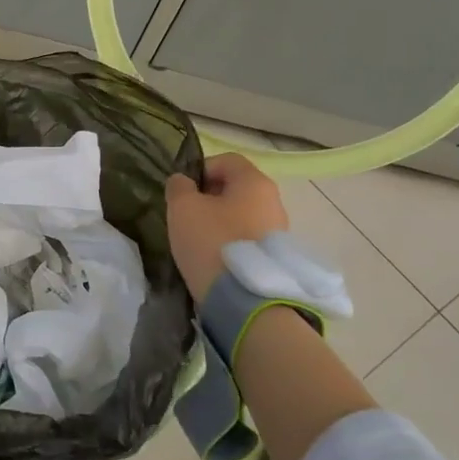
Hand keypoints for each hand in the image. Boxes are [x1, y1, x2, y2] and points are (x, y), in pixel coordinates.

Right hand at [165, 153, 289, 301]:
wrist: (244, 299)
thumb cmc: (211, 242)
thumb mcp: (182, 208)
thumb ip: (179, 187)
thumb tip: (183, 182)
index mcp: (255, 182)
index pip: (226, 160)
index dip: (200, 170)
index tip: (183, 192)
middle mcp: (274, 201)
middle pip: (236, 188)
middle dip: (210, 198)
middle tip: (187, 217)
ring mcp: (279, 231)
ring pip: (242, 215)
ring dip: (220, 222)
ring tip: (199, 242)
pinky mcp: (276, 258)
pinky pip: (248, 239)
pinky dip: (230, 243)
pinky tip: (215, 259)